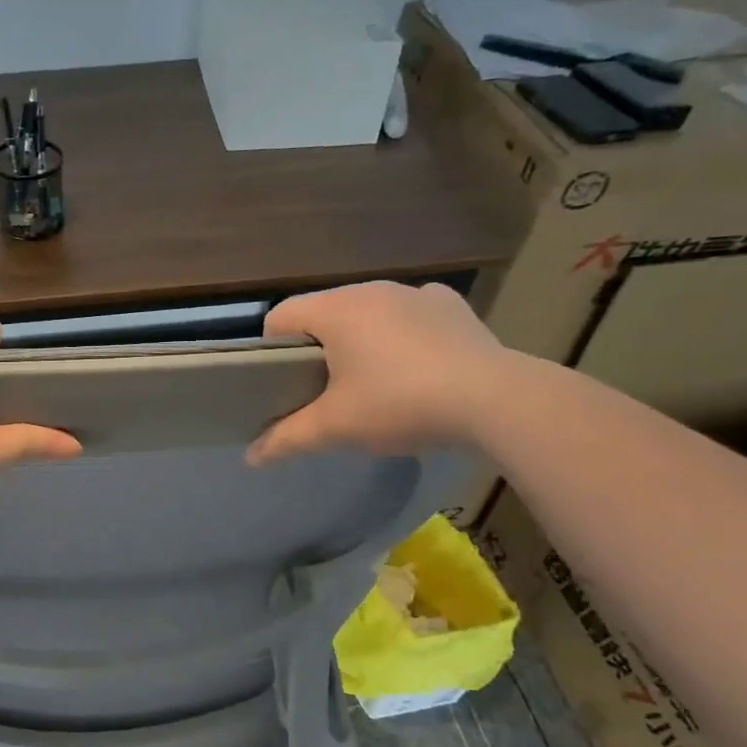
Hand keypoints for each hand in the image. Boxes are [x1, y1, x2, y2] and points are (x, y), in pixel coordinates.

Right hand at [247, 282, 512, 463]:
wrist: (495, 400)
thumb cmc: (400, 404)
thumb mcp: (336, 427)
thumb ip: (288, 439)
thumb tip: (250, 457)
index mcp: (335, 310)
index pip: (281, 315)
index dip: (271, 348)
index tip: (282, 382)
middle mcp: (371, 289)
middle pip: (324, 312)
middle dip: (317, 345)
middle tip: (323, 389)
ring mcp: (415, 292)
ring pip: (368, 311)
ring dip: (360, 337)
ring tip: (373, 380)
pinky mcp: (451, 304)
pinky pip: (411, 313)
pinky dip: (404, 332)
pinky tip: (418, 364)